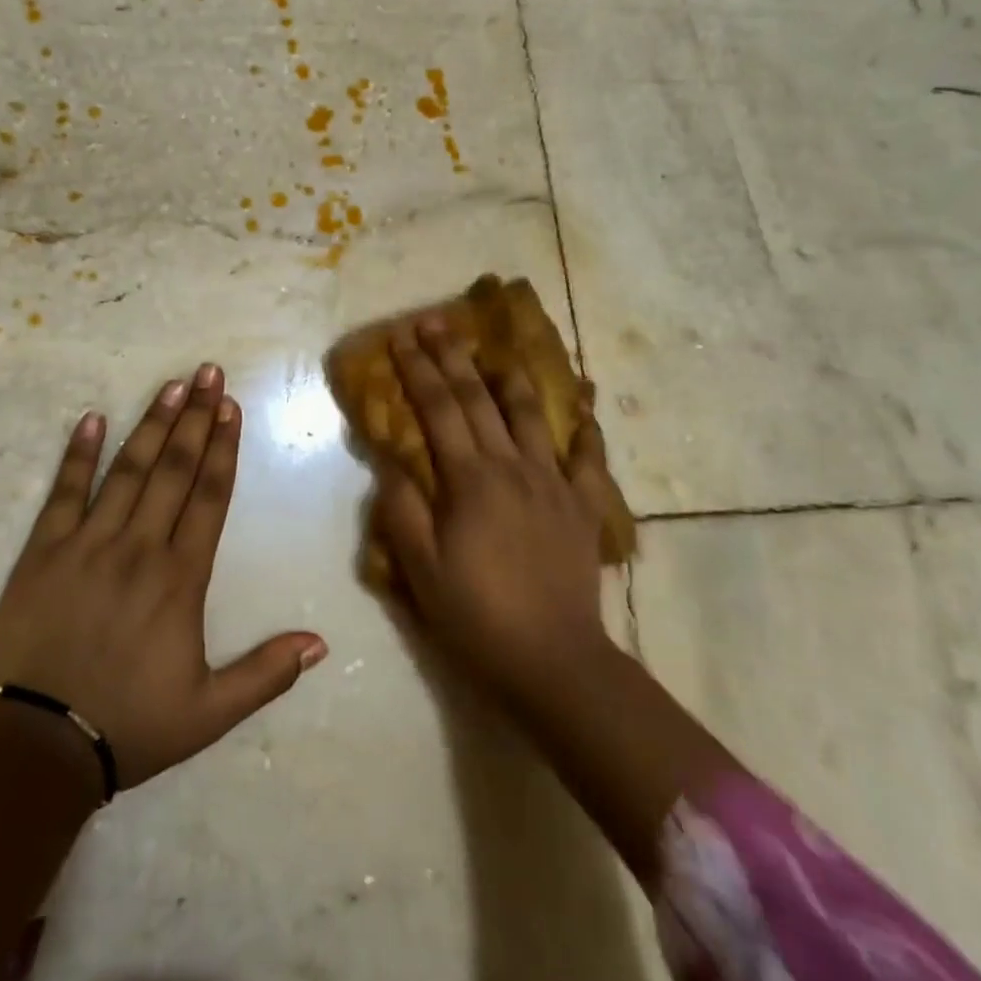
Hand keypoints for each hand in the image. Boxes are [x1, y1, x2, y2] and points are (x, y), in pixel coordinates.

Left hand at [0, 364, 327, 789]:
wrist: (34, 747)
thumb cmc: (128, 726)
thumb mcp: (208, 713)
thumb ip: (266, 673)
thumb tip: (320, 643)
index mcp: (181, 578)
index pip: (210, 496)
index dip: (224, 448)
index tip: (232, 407)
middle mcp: (139, 547)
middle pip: (175, 469)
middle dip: (196, 417)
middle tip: (208, 373)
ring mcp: (88, 544)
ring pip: (128, 470)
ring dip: (152, 424)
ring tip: (171, 385)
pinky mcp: (43, 551)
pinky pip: (64, 492)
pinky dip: (79, 454)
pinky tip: (92, 418)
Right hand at [370, 321, 618, 712]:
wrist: (554, 660)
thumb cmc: (477, 615)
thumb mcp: (421, 568)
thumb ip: (402, 509)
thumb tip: (391, 461)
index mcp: (470, 479)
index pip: (438, 409)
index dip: (417, 369)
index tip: (401, 336)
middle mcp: (513, 466)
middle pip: (479, 398)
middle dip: (453, 356)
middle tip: (436, 321)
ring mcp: (553, 482)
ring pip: (533, 414)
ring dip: (511, 377)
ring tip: (497, 350)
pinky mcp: (583, 505)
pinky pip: (588, 456)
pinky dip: (586, 427)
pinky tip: (584, 404)